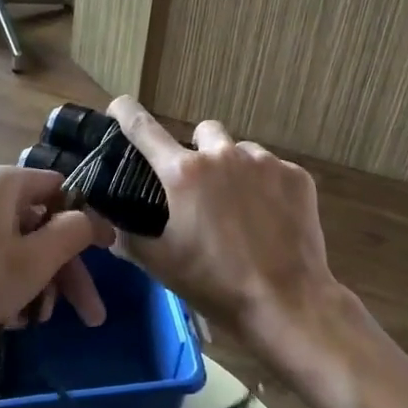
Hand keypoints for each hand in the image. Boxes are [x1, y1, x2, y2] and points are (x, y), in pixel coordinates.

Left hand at [0, 166, 111, 352]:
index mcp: (5, 183)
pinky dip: (6, 284)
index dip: (86, 223)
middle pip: (40, 226)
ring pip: (16, 246)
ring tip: (33, 323)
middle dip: (64, 272)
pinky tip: (5, 320)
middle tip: (87, 316)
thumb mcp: (34, 260)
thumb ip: (73, 233)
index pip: (62, 190)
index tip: (104, 257)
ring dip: (36, 284)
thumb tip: (92, 220)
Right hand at [107, 96, 342, 350]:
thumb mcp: (161, 264)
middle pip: (203, 132)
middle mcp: (223, 154)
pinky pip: (273, 169)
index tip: (119, 106)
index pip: (144, 128)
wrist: (287, 302)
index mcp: (184, 173)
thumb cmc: (216, 284)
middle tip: (201, 188)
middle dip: (199, 151)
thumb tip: (110, 226)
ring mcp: (264, 161)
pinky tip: (271, 218)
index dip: (126, 113)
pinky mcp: (296, 174)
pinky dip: (267, 186)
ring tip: (241, 208)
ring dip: (235, 169)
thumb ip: (129, 238)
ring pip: (241, 150)